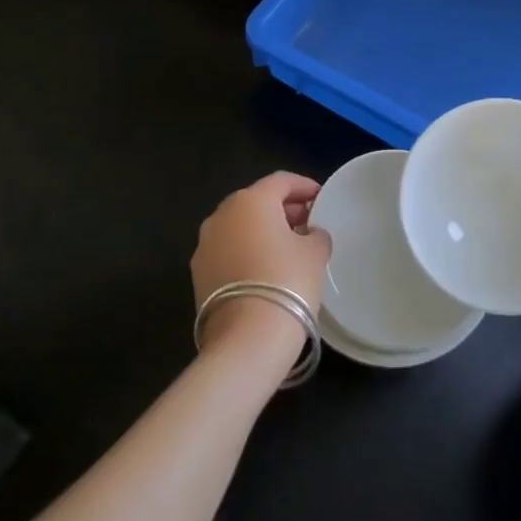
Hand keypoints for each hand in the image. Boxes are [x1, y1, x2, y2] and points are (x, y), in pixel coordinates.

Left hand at [193, 172, 331, 370]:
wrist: (247, 339)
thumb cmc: (287, 281)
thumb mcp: (315, 252)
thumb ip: (315, 234)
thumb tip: (309, 234)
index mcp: (251, 200)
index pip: (281, 181)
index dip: (304, 187)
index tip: (321, 199)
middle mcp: (222, 215)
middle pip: (257, 202)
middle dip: (283, 209)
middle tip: (307, 224)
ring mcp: (205, 245)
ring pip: (239, 227)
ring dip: (262, 232)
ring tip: (288, 249)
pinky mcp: (199, 274)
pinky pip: (228, 251)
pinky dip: (247, 252)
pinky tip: (266, 271)